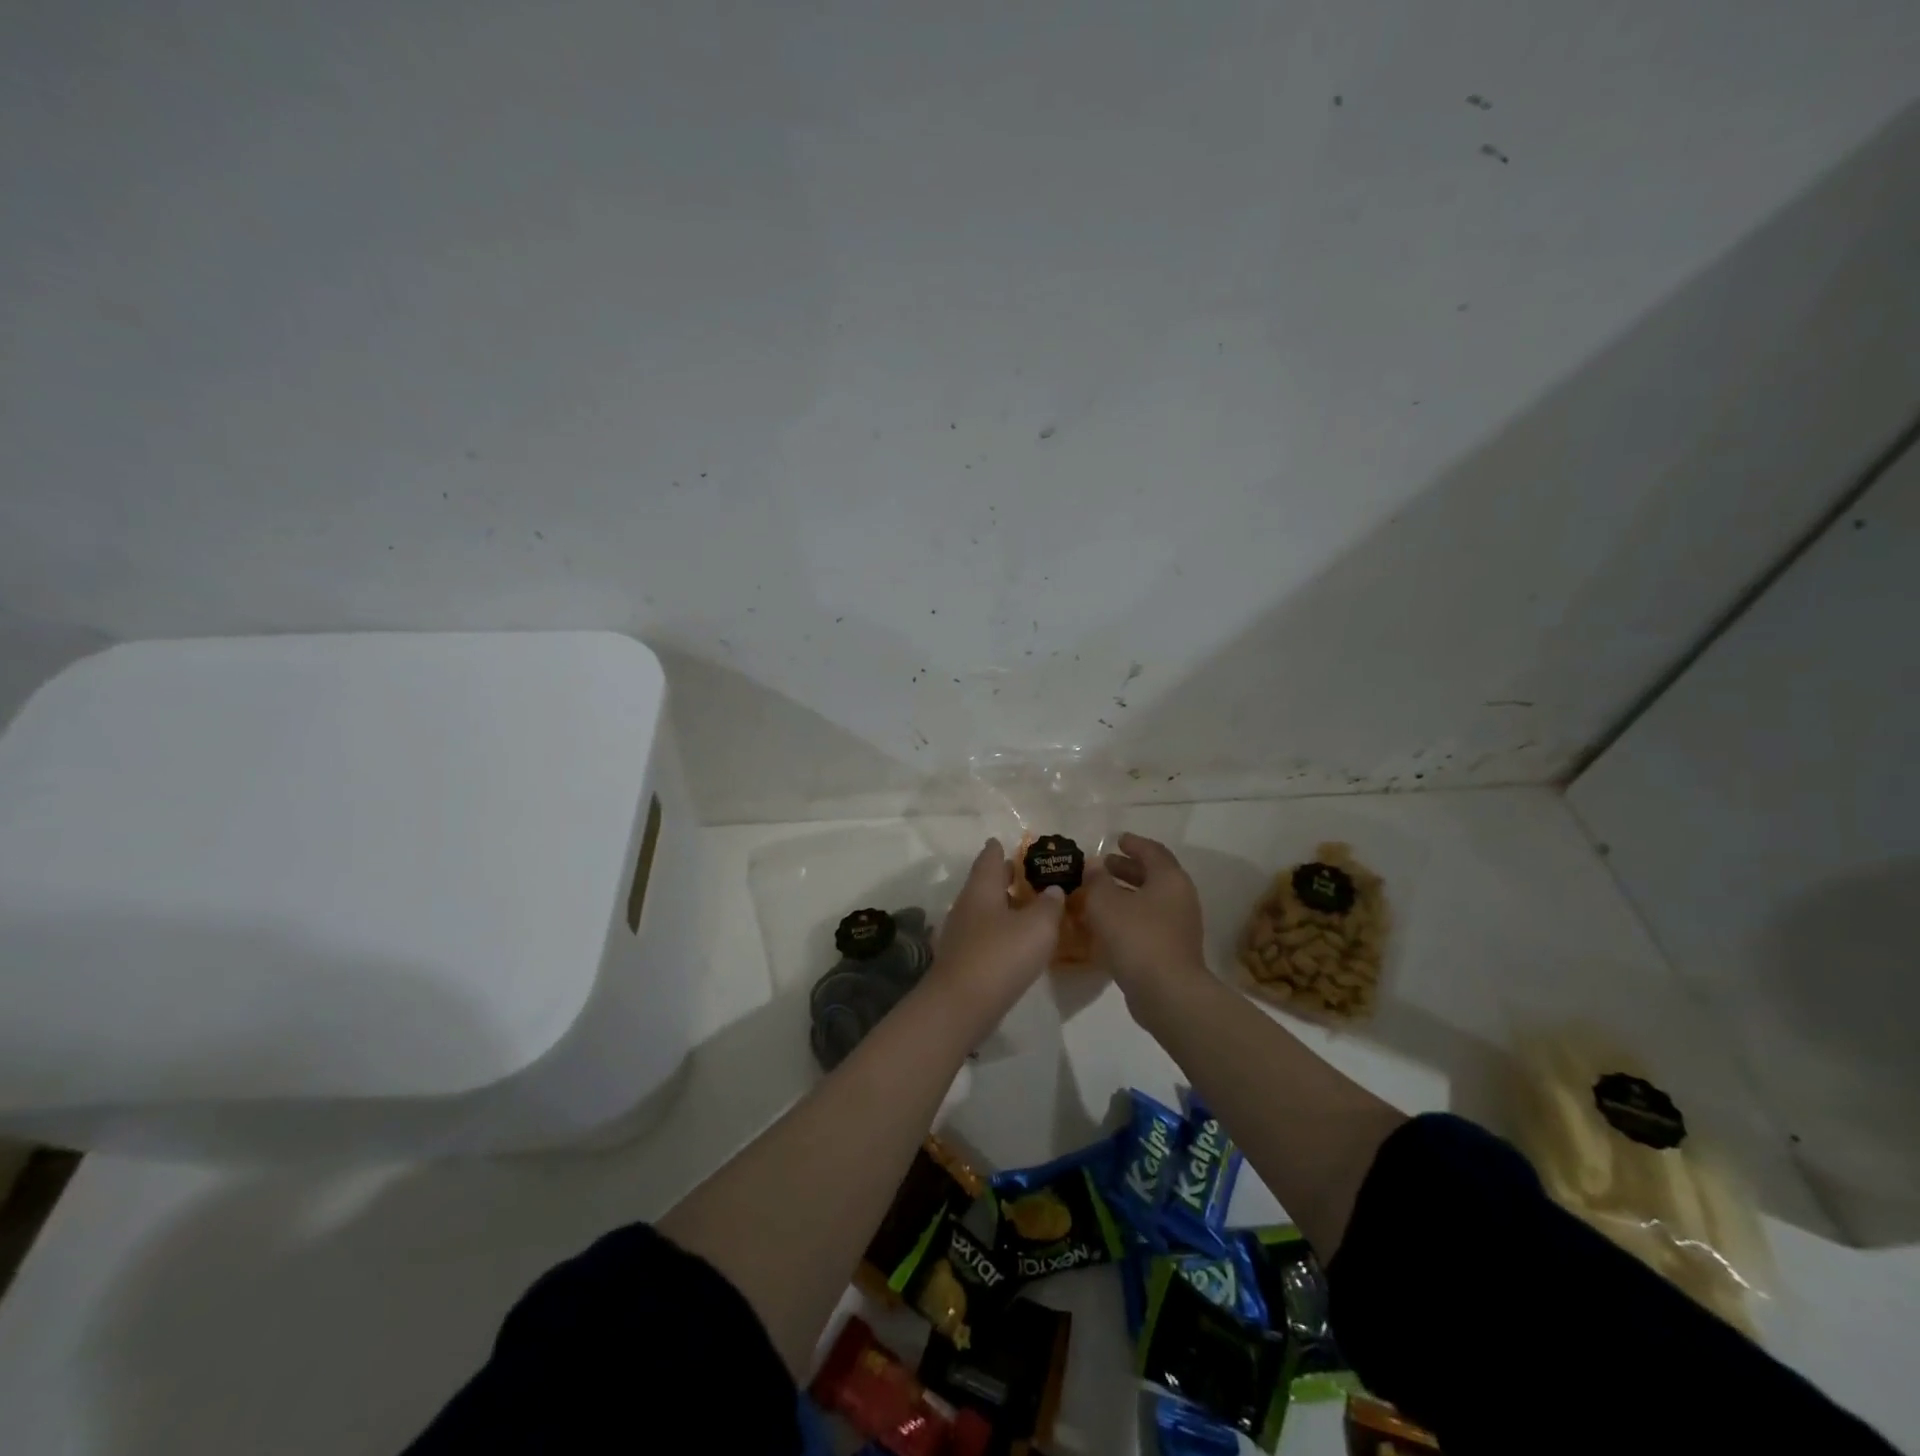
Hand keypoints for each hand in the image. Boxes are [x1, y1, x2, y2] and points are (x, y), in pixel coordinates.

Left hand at [927, 839, 1065, 1026]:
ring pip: (985, 909)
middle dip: (1007, 878)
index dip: (1001, 848)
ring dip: (1006, 907)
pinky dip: (1001, 931)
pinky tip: (1017, 942)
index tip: (1012, 844)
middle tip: (1032, 876)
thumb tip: (1053, 890)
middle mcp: (967, 904)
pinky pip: (985, 934)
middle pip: (986, 883)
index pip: (990, 857)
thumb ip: (1049, 905)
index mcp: (982, 887)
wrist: (960, 1005)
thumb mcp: (1038, 927)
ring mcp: (961, 933)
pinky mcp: (962, 958)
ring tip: (1031, 909)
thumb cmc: (1001, 955)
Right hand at [1084, 833, 1210, 1004]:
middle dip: (1127, 869)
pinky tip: (1107, 925)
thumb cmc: (1136, 937)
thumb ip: (1097, 880)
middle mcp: (1180, 898)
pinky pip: (1149, 923)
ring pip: (1150, 901)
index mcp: (1169, 879)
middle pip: (1153, 875)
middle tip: (1104, 866)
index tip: (1117, 839)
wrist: (1167, 992)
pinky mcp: (1173, 950)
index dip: (1133, 844)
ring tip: (1099, 895)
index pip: (1152, 851)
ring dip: (1126, 894)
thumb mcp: (1105, 902)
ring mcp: (1179, 926)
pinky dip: (1129, 916)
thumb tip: (1095, 865)